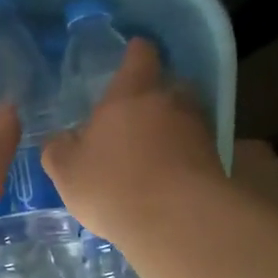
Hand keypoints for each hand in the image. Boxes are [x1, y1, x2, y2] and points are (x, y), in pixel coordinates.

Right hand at [42, 38, 223, 241]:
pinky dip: (184, 158)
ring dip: (171, 130)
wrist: (178, 222)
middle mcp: (171, 100)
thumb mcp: (66, 170)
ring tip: (152, 153)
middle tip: (134, 117)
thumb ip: (59, 148)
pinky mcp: (217, 161)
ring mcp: (199, 130)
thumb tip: (60, 139)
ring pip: (185, 118)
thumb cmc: (113, 184)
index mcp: (131, 93)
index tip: (130, 57)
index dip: (135, 54)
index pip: (140, 55)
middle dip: (154, 97)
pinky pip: (196, 149)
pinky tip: (167, 180)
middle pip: (168, 85)